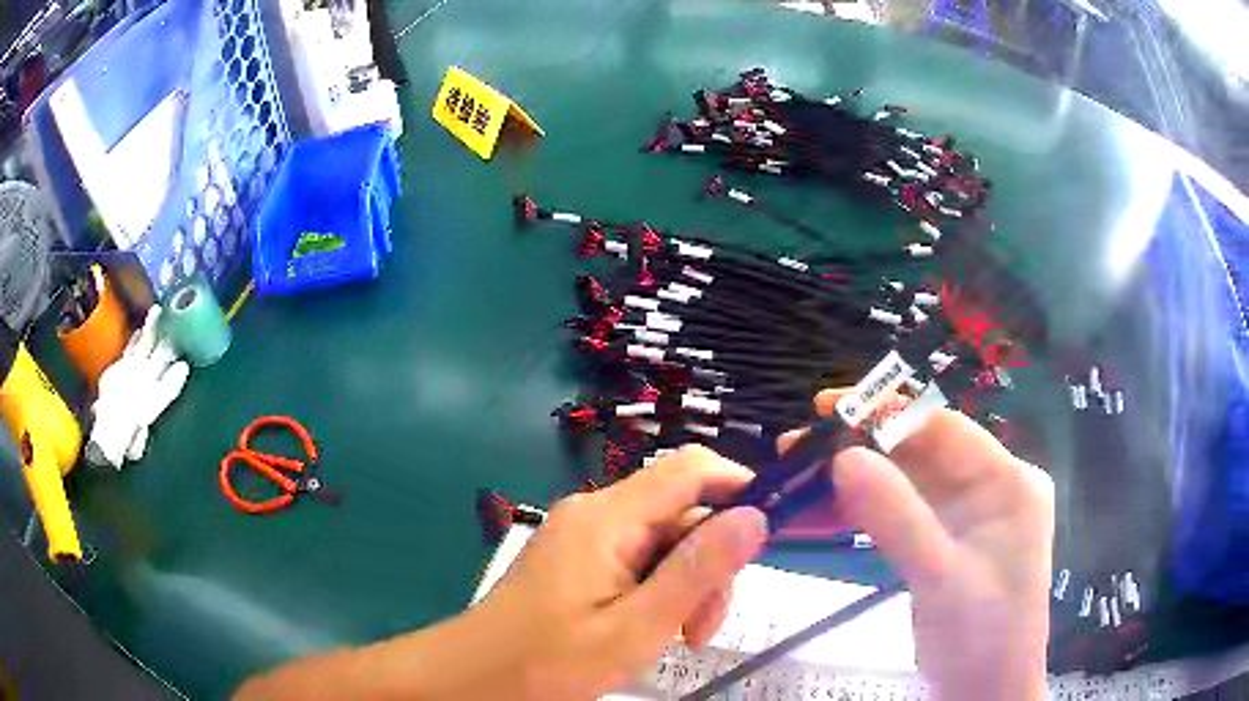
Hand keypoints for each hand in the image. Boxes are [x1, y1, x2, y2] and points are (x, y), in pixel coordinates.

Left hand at [233, 445, 766, 700]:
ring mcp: (583, 534)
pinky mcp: (577, 557)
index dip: (737, 485)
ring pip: (661, 541)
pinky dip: (657, 589)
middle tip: (702, 628)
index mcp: (607, 519)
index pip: (688, 470)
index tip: (768, 530)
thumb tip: (753, 516)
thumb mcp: (636, 627)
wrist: (476, 676)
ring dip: (684, 584)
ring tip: (677, 638)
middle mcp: (595, 512)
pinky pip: (635, 558)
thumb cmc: (550, 660)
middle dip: (707, 564)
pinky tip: (650, 627)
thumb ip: (697, 572)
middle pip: (679, 514)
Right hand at [792, 389, 1054, 699]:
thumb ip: (896, 517)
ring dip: (858, 480)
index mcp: (1008, 482)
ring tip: (802, 479)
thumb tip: (842, 457)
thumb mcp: (940, 578)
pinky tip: (828, 511)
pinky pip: (904, 514)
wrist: (983, 694)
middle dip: (864, 447)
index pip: (946, 430)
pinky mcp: (947, 542)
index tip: (829, 410)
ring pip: (909, 483)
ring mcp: (968, 517)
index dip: (888, 414)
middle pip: (924, 453)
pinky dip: (867, 512)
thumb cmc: (980, 636)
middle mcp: (991, 488)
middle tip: (802, 446)